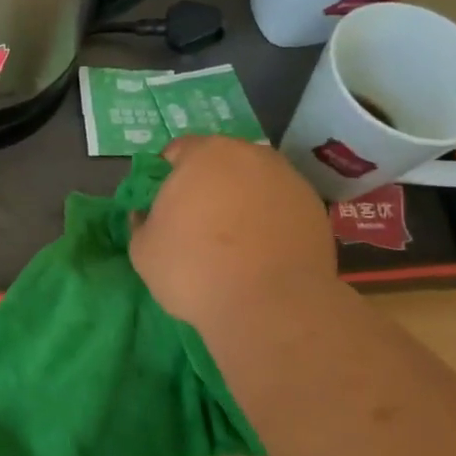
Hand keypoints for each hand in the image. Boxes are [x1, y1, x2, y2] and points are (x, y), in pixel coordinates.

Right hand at [130, 137, 341, 336]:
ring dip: (242, 200)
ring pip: (255, 182)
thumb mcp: (143, 250)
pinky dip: (270, 220)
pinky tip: (262, 252)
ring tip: (234, 241)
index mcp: (204, 154)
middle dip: (209, 184)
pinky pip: (281, 206)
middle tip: (198, 221)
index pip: (179, 150)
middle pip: (222, 162)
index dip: (168, 175)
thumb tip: (145, 215)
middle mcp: (250, 155)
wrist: (270, 305)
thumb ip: (140, 223)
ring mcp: (288, 179)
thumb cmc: (194, 269)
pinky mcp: (315, 208)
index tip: (165, 204)